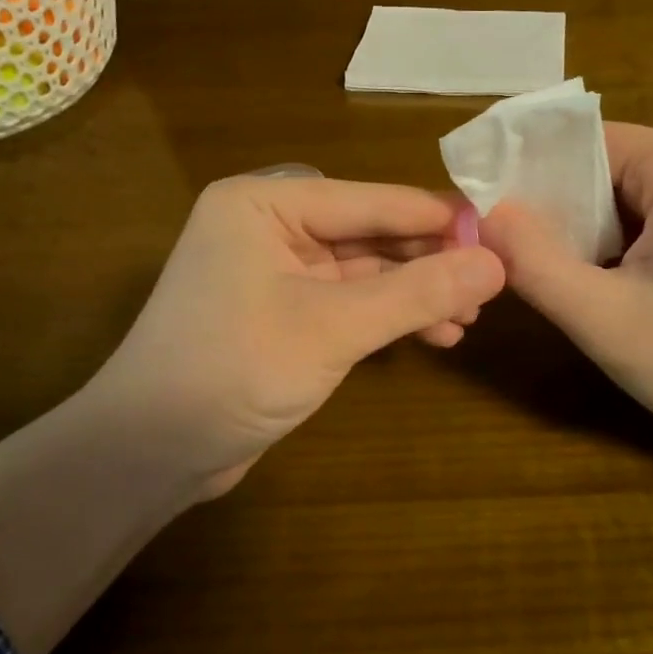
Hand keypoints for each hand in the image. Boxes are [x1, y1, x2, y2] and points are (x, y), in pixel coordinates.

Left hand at [0, 175, 503, 653]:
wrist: (150, 453)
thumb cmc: (234, 370)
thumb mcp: (333, 327)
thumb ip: (416, 292)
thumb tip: (497, 265)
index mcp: (265, 204)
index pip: (370, 200)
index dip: (438, 219)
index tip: (502, 235)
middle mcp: (268, 226)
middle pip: (369, 234)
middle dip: (429, 263)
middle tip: (491, 287)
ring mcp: (273, 272)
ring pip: (363, 272)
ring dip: (414, 294)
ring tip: (468, 320)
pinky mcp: (281, 314)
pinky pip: (348, 303)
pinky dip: (387, 318)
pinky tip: (434, 336)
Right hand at [479, 123, 652, 449]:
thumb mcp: (604, 318)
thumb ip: (534, 262)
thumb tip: (477, 212)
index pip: (576, 140)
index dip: (521, 171)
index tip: (477, 211)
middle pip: (594, 166)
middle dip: (545, 207)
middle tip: (498, 251)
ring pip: (613, 197)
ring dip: (573, 231)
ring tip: (534, 272)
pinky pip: (639, 220)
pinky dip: (604, 246)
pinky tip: (588, 285)